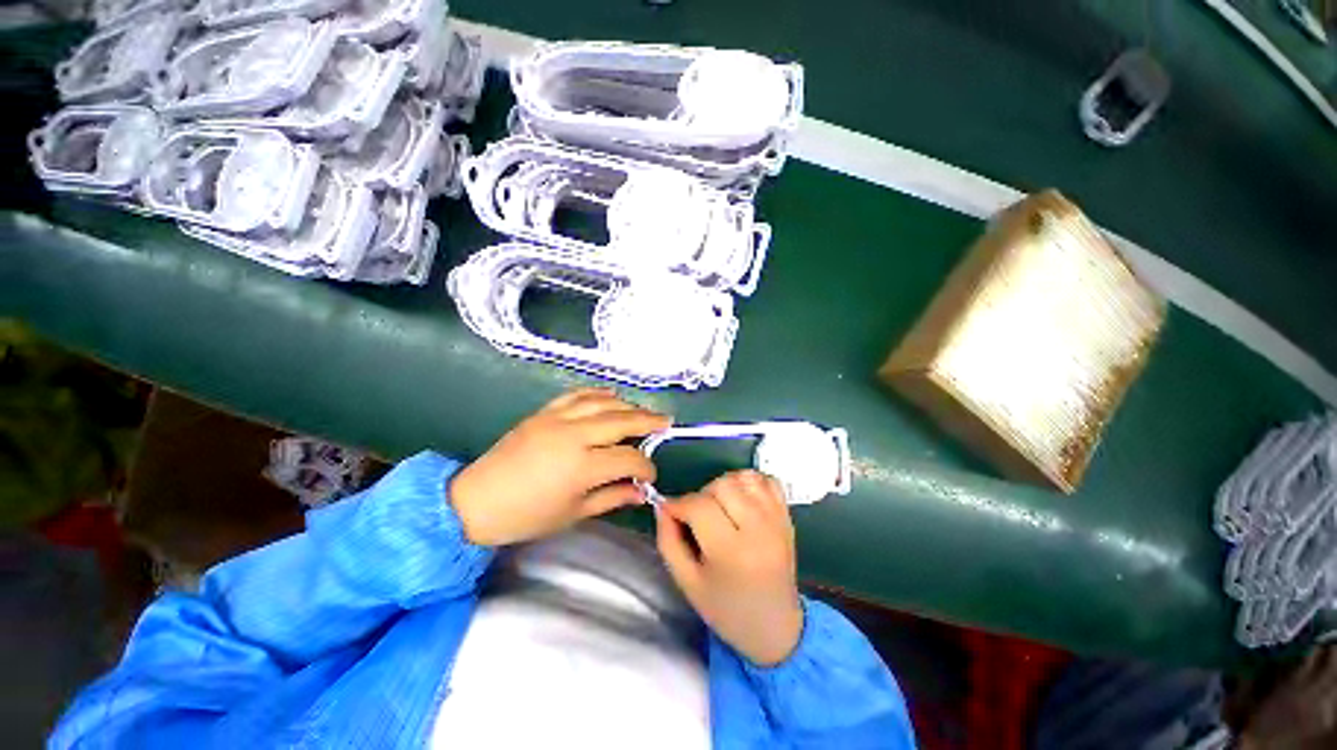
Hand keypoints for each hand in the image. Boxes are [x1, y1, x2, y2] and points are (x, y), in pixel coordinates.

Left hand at [450, 388, 670, 545]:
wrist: (475, 500)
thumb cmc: (526, 516)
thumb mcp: (573, 514)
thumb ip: (611, 498)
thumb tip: (641, 492)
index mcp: (581, 467)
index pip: (628, 458)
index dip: (645, 467)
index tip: (649, 476)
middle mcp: (574, 436)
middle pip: (622, 420)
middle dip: (648, 420)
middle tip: (667, 421)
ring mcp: (557, 419)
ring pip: (603, 403)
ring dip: (628, 405)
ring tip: (644, 410)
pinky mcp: (544, 412)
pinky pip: (577, 394)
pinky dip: (598, 393)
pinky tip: (611, 396)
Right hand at [655, 470, 803, 666]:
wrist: (774, 627)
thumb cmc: (726, 609)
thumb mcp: (687, 582)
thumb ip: (668, 540)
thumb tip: (663, 506)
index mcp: (731, 552)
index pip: (699, 506)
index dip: (678, 504)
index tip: (671, 512)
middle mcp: (758, 530)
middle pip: (722, 485)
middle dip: (702, 494)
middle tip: (698, 515)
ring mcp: (777, 520)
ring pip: (744, 477)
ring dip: (726, 485)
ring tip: (720, 506)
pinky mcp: (787, 516)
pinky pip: (768, 480)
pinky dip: (750, 483)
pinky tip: (742, 501)